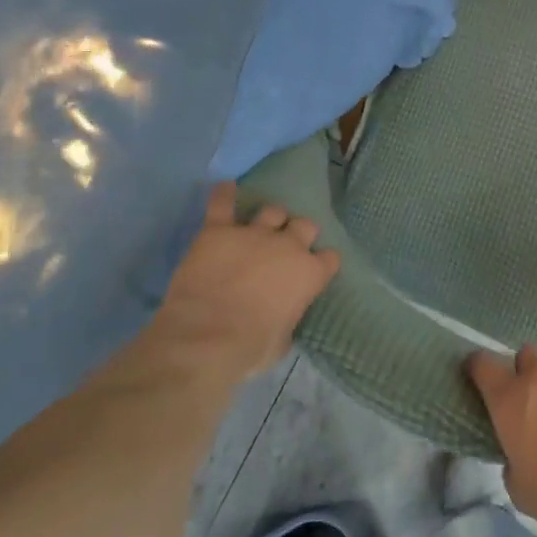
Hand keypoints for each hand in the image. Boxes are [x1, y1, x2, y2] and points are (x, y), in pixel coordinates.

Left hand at [146, 183, 339, 386]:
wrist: (206, 337)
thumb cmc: (250, 348)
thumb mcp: (282, 342)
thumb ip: (287, 320)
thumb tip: (282, 318)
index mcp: (310, 274)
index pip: (330, 258)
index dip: (322, 263)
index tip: (315, 270)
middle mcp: (288, 246)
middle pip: (304, 225)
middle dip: (299, 233)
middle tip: (287, 246)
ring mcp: (254, 233)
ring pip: (272, 210)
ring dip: (270, 218)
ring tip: (262, 226)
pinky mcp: (219, 231)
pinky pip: (222, 204)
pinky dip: (224, 195)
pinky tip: (225, 188)